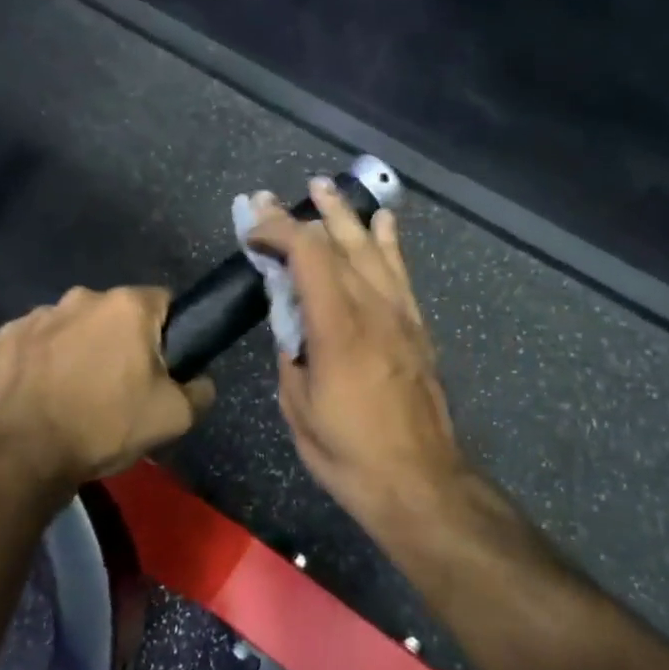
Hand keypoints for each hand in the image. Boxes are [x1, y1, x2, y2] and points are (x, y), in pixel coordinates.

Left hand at [0, 286, 215, 482]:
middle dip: (120, 341)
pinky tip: (40, 394)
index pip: (163, 303)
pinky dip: (41, 361)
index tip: (161, 367)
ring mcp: (38, 314)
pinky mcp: (5, 336)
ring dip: (78, 349)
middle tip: (118, 386)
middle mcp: (82, 297)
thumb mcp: (173, 419)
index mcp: (128, 307)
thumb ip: (199, 392)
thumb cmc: (103, 427)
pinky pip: (36, 343)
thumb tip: (200, 381)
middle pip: (115, 315)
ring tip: (73, 394)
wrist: (21, 454)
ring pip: (73, 327)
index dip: (168, 334)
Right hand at [247, 180, 466, 530]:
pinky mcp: (417, 327)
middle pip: (339, 242)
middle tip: (273, 196)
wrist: (418, 481)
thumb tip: (291, 321)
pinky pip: (401, 272)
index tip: (250, 226)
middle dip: (303, 214)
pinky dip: (388, 242)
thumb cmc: (347, 452)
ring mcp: (400, 315)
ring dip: (345, 216)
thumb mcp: (297, 406)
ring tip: (324, 188)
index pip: (307, 254)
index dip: (277, 229)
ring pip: (372, 248)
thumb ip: (291, 352)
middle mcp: (373, 309)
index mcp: (337, 328)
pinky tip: (382, 222)